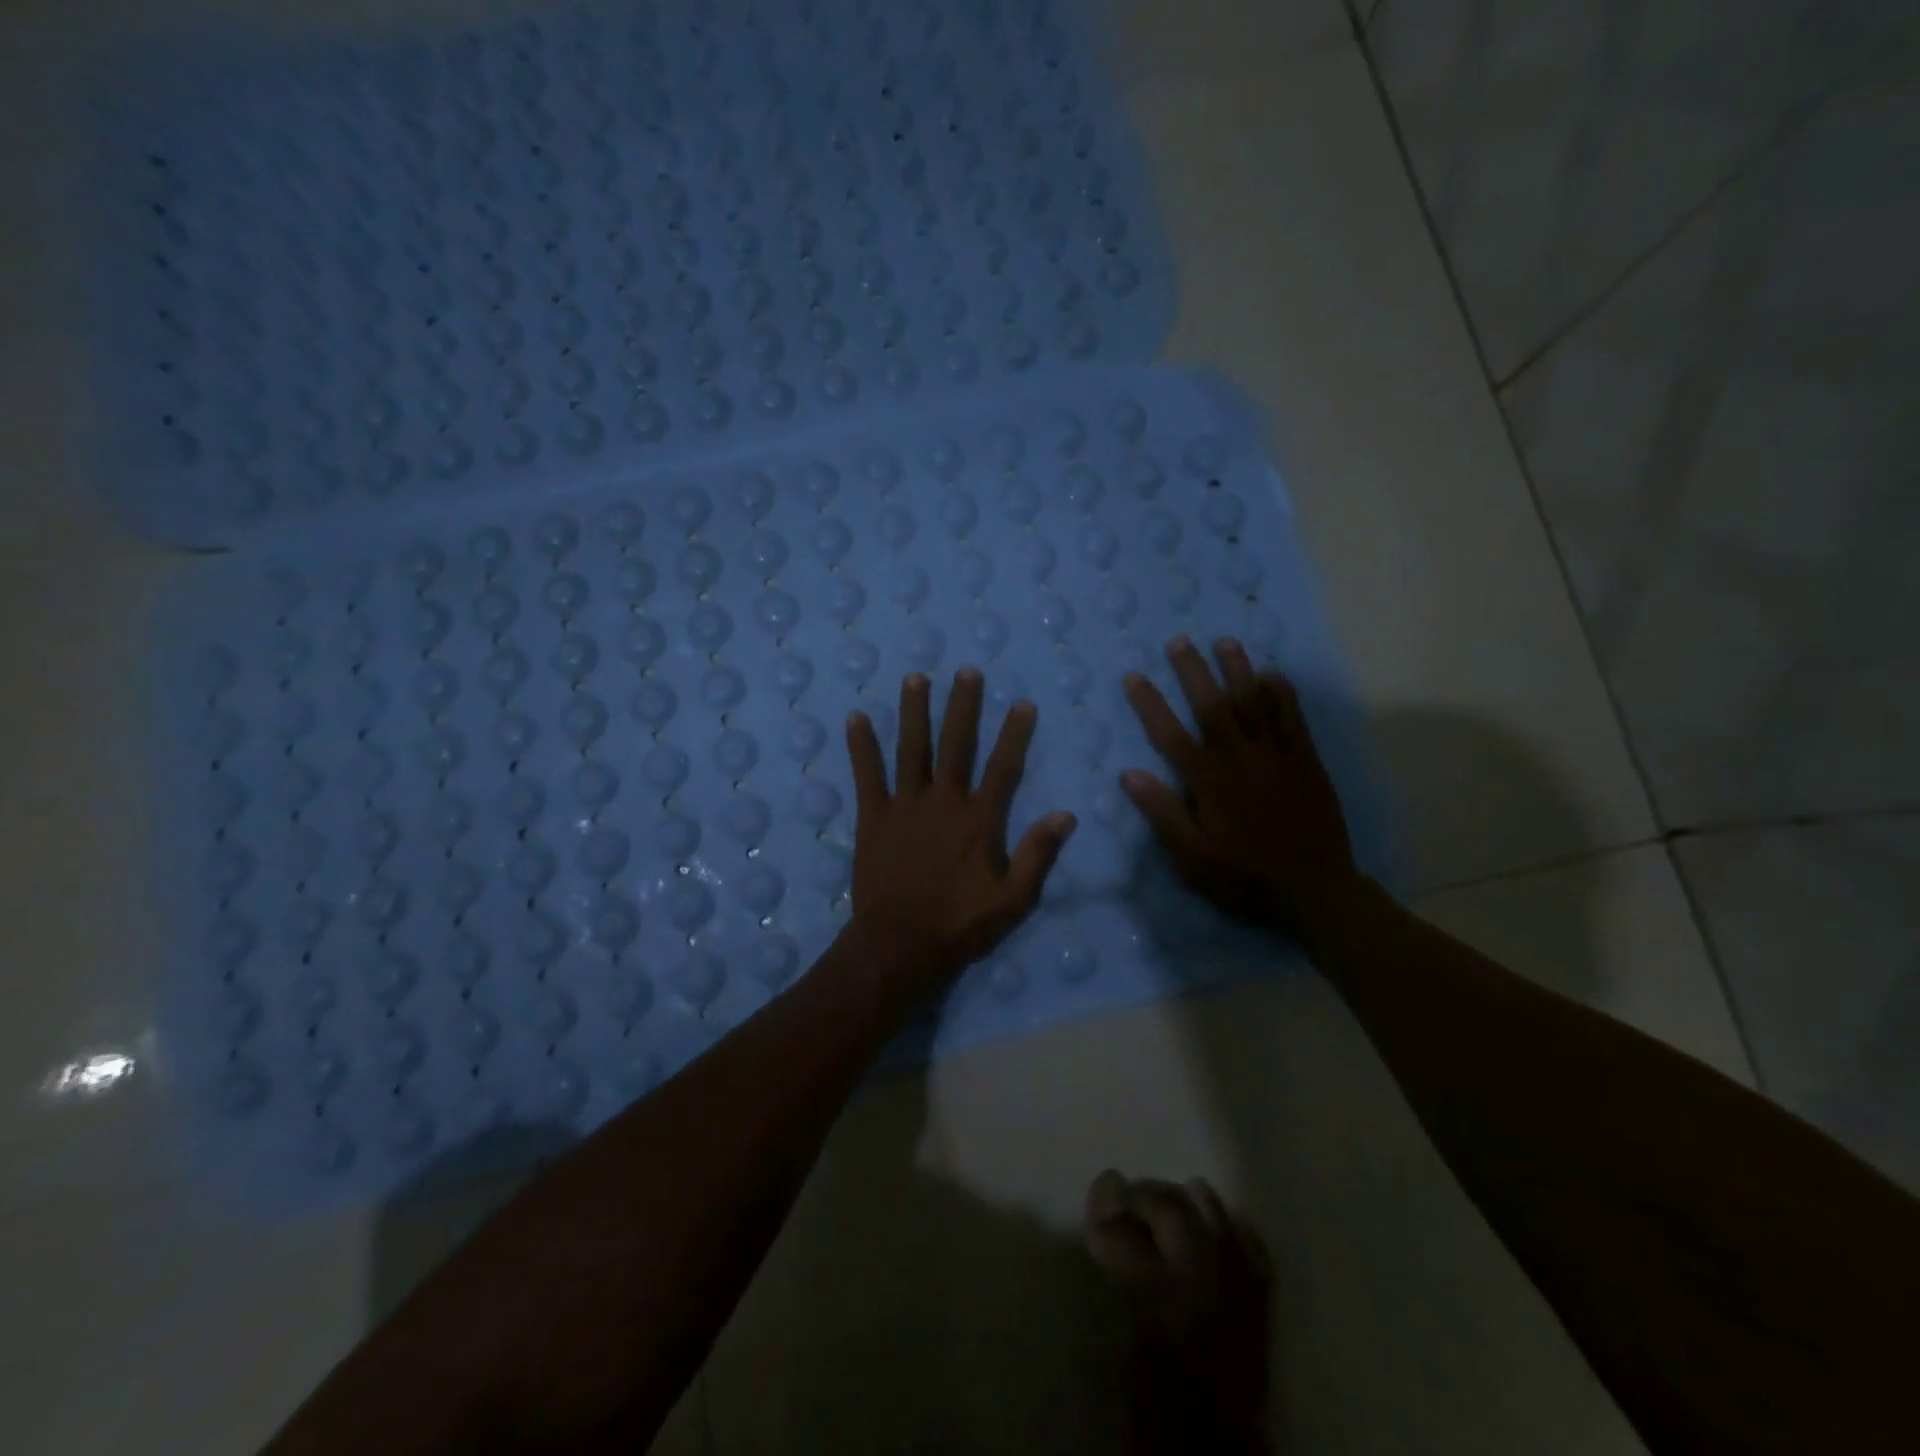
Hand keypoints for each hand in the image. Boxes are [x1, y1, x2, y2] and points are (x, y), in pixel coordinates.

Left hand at [845, 668, 1076, 1000]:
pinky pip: (867, 775)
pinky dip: (862, 747)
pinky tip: (855, 718)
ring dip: (913, 712)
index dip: (1014, 734)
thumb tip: (1066, 815)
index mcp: (978, 820)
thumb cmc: (960, 924)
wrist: (900, 945)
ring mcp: (904, 806)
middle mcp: (942, 802)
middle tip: (966, 672)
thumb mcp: (1013, 898)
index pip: (1003, 768)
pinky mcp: (873, 817)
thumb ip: (1038, 854)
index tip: (1022, 703)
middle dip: (962, 707)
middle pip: (955, 745)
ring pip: (911, 750)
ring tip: (915, 678)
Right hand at [1121, 637, 1359, 938]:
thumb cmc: (1244, 878)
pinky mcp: (1307, 762)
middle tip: (1179, 641)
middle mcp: (1241, 759)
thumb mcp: (1191, 857)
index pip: (1171, 734)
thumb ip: (1162, 813)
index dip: (1150, 704)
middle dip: (1193, 672)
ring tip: (1225, 641)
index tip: (1134, 677)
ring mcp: (1277, 757)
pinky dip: (1283, 694)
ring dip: (1238, 670)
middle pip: (1213, 706)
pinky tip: (1274, 674)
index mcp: (1209, 782)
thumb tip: (1129, 774)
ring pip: (1255, 703)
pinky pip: (1294, 719)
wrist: (1314, 892)